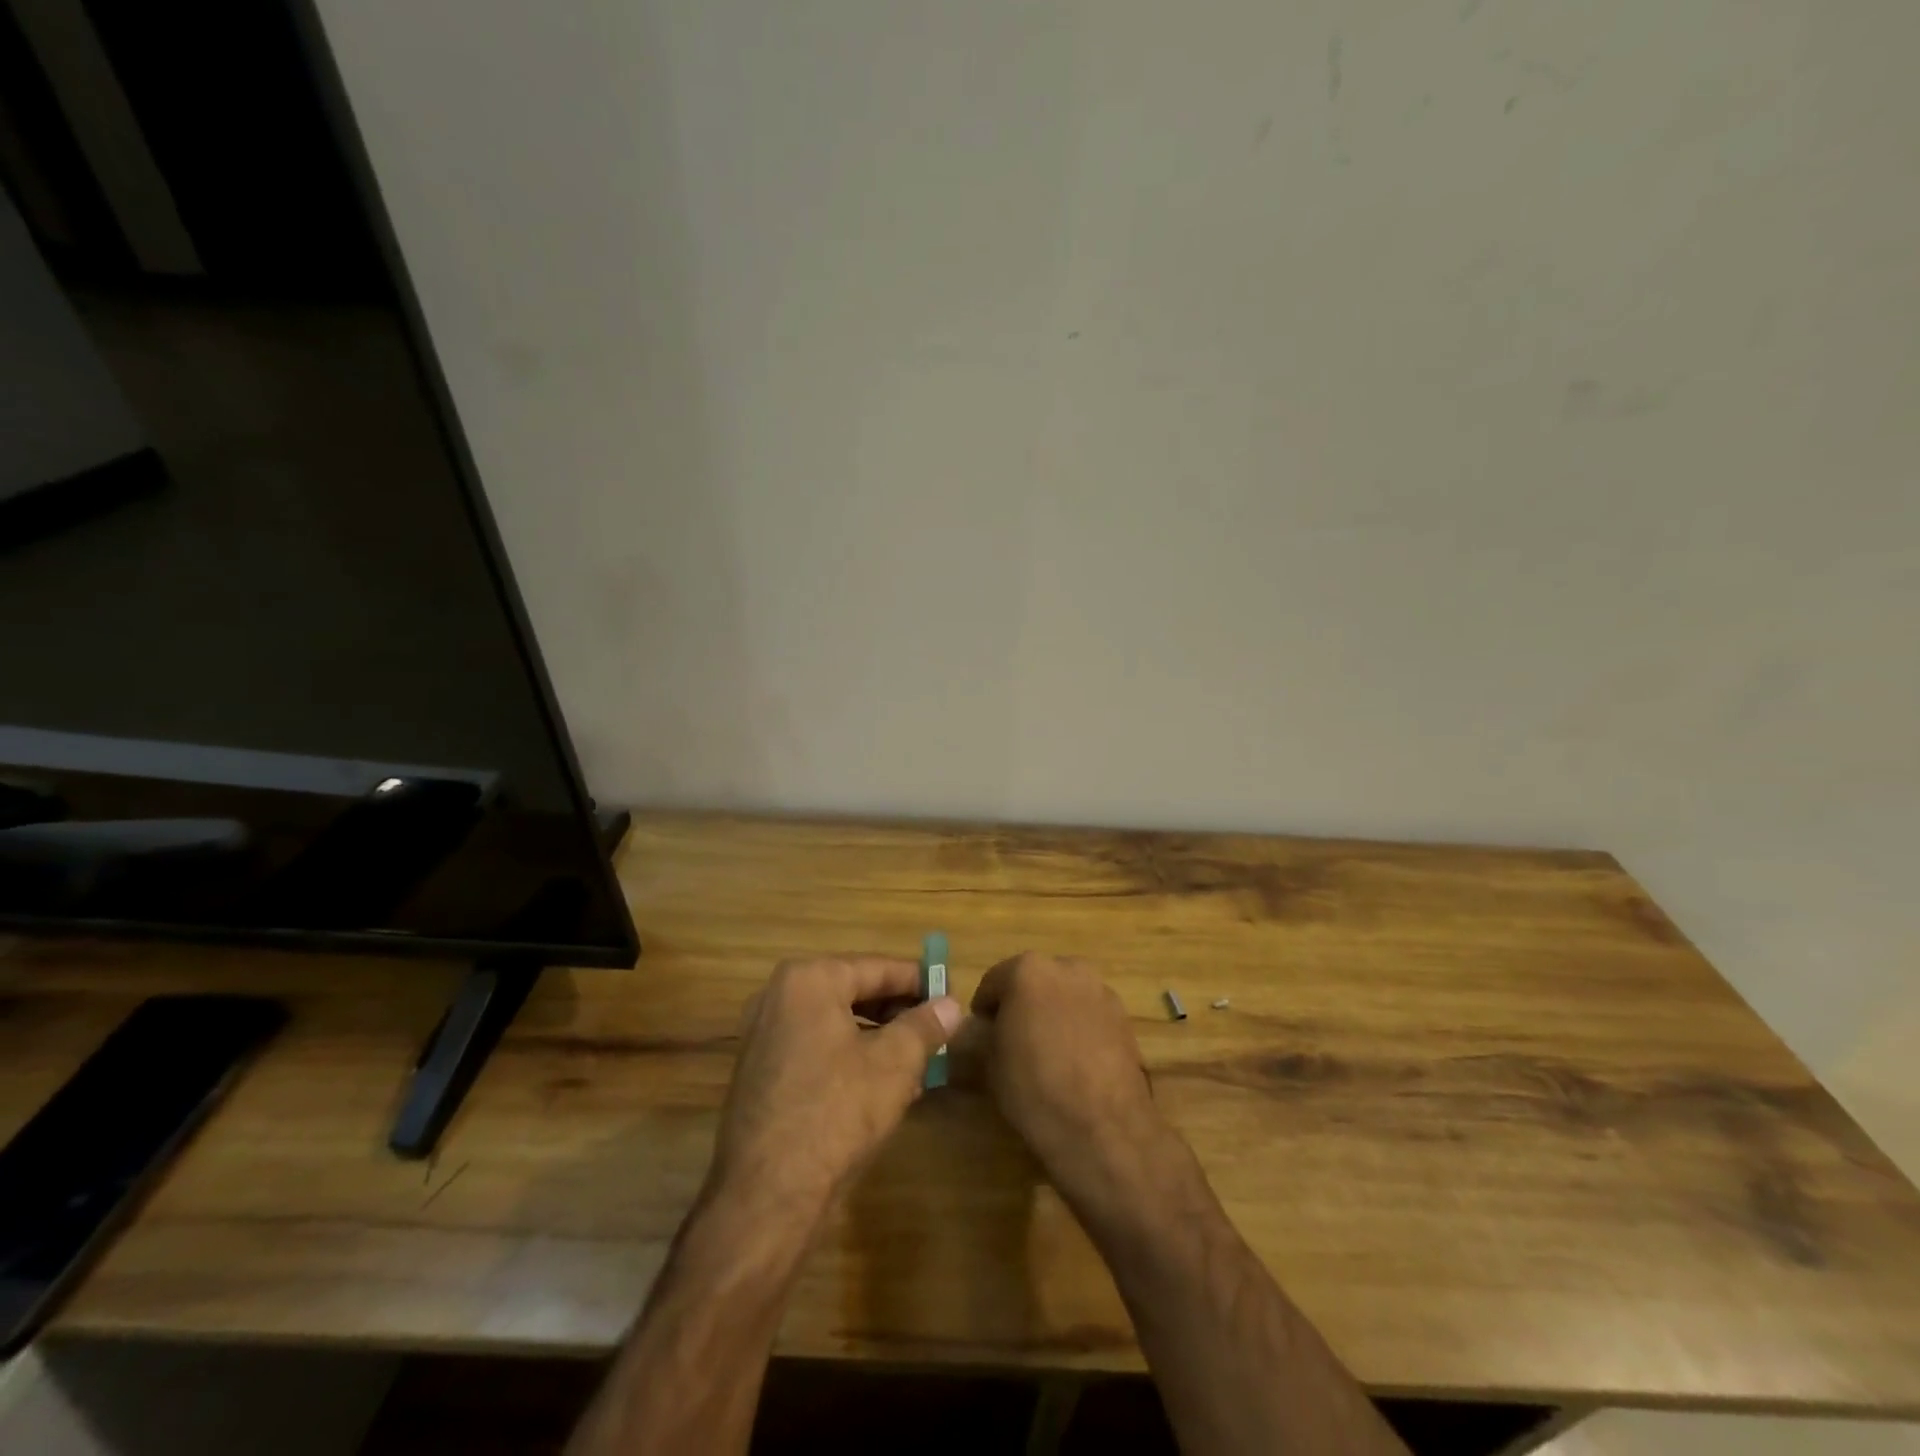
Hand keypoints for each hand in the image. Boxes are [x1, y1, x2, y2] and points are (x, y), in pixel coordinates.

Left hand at [709, 956, 961, 1220]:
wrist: (767, 1195)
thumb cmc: (836, 1112)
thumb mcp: (895, 1064)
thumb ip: (926, 1025)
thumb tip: (952, 1005)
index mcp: (809, 980)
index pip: (878, 967)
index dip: (920, 981)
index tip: (952, 994)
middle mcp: (779, 995)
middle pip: (854, 991)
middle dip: (898, 1011)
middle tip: (937, 1030)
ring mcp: (764, 1033)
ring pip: (836, 1021)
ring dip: (878, 1037)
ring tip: (918, 1061)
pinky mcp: (761, 1070)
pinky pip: (816, 1046)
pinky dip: (849, 1055)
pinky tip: (881, 1084)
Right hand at [965, 953, 1177, 1210]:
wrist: (1103, 1127)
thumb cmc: (1035, 1088)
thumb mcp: (990, 1062)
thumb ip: (982, 1033)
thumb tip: (980, 1027)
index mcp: (1028, 970)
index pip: (993, 981)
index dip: (984, 1010)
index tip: (982, 1034)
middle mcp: (1067, 967)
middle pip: (1033, 980)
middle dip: (1022, 1004)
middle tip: (1013, 1039)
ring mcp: (1100, 989)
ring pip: (1064, 994)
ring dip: (1052, 1011)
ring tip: (1048, 1051)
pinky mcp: (1123, 1015)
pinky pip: (1089, 1012)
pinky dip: (1078, 1025)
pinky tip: (1075, 1060)